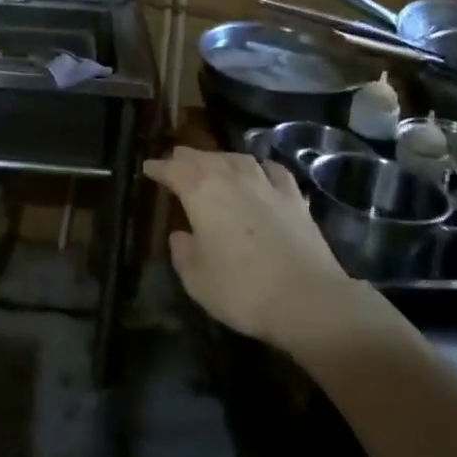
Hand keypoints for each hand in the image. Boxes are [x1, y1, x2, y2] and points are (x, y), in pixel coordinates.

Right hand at [142, 148, 357, 352]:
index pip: (173, 169)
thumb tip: (181, 235)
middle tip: (175, 160)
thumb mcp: (196, 279)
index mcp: (201, 191)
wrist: (308, 300)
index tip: (148, 169)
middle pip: (204, 157)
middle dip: (186, 158)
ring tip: (214, 163)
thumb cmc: (242, 289)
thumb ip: (183, 252)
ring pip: (237, 158)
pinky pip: (272, 170)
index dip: (158, 168)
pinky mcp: (294, 197)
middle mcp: (232, 177)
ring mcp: (266, 184)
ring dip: (220, 158)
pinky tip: (260, 171)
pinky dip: (259, 166)